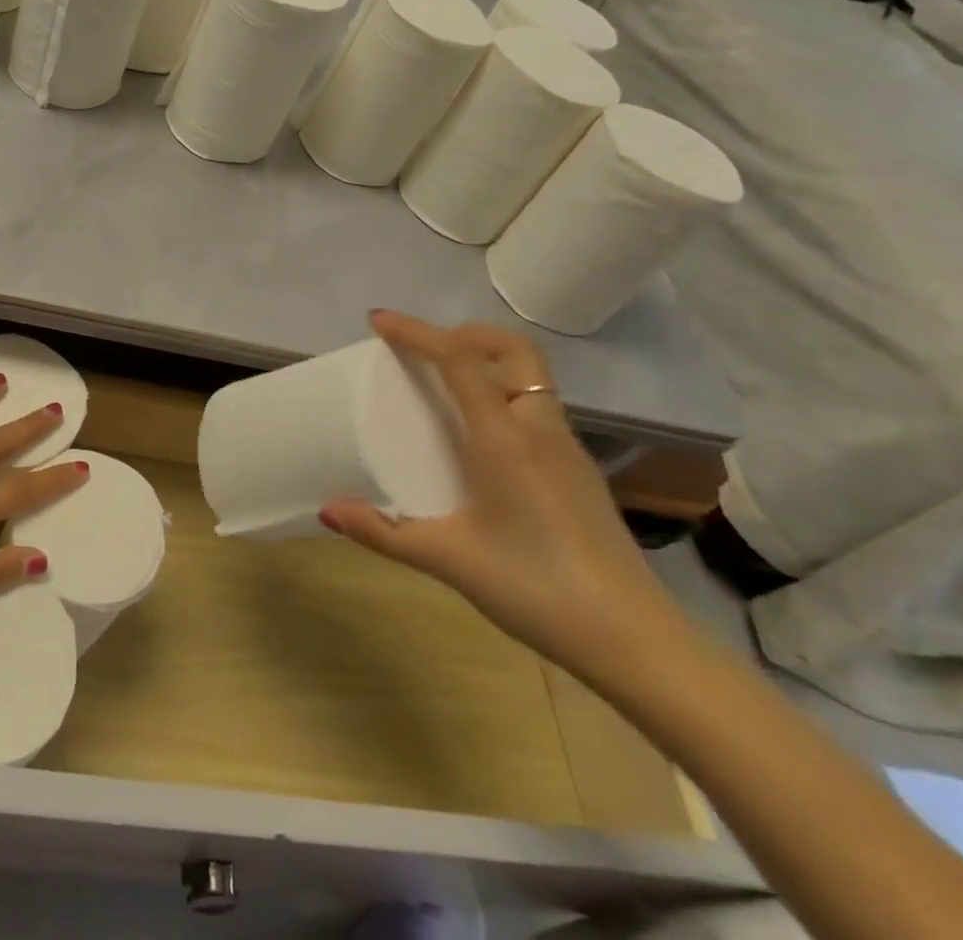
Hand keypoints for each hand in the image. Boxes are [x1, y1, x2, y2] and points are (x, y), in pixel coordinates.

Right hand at [320, 311, 691, 687]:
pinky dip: (502, 392)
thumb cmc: (535, 588)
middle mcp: (538, 428)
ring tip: (444, 385)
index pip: (459, 359)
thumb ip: (384, 532)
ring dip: (485, 361)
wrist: (635, 640)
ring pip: (528, 375)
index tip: (378, 321)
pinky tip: (481, 435)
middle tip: (424, 349)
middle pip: (510, 349)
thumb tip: (327, 511)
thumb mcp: (450, 559)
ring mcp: (566, 447)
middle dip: (464, 333)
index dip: (417, 332)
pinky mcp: (578, 469)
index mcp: (503, 437)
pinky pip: (535, 405)